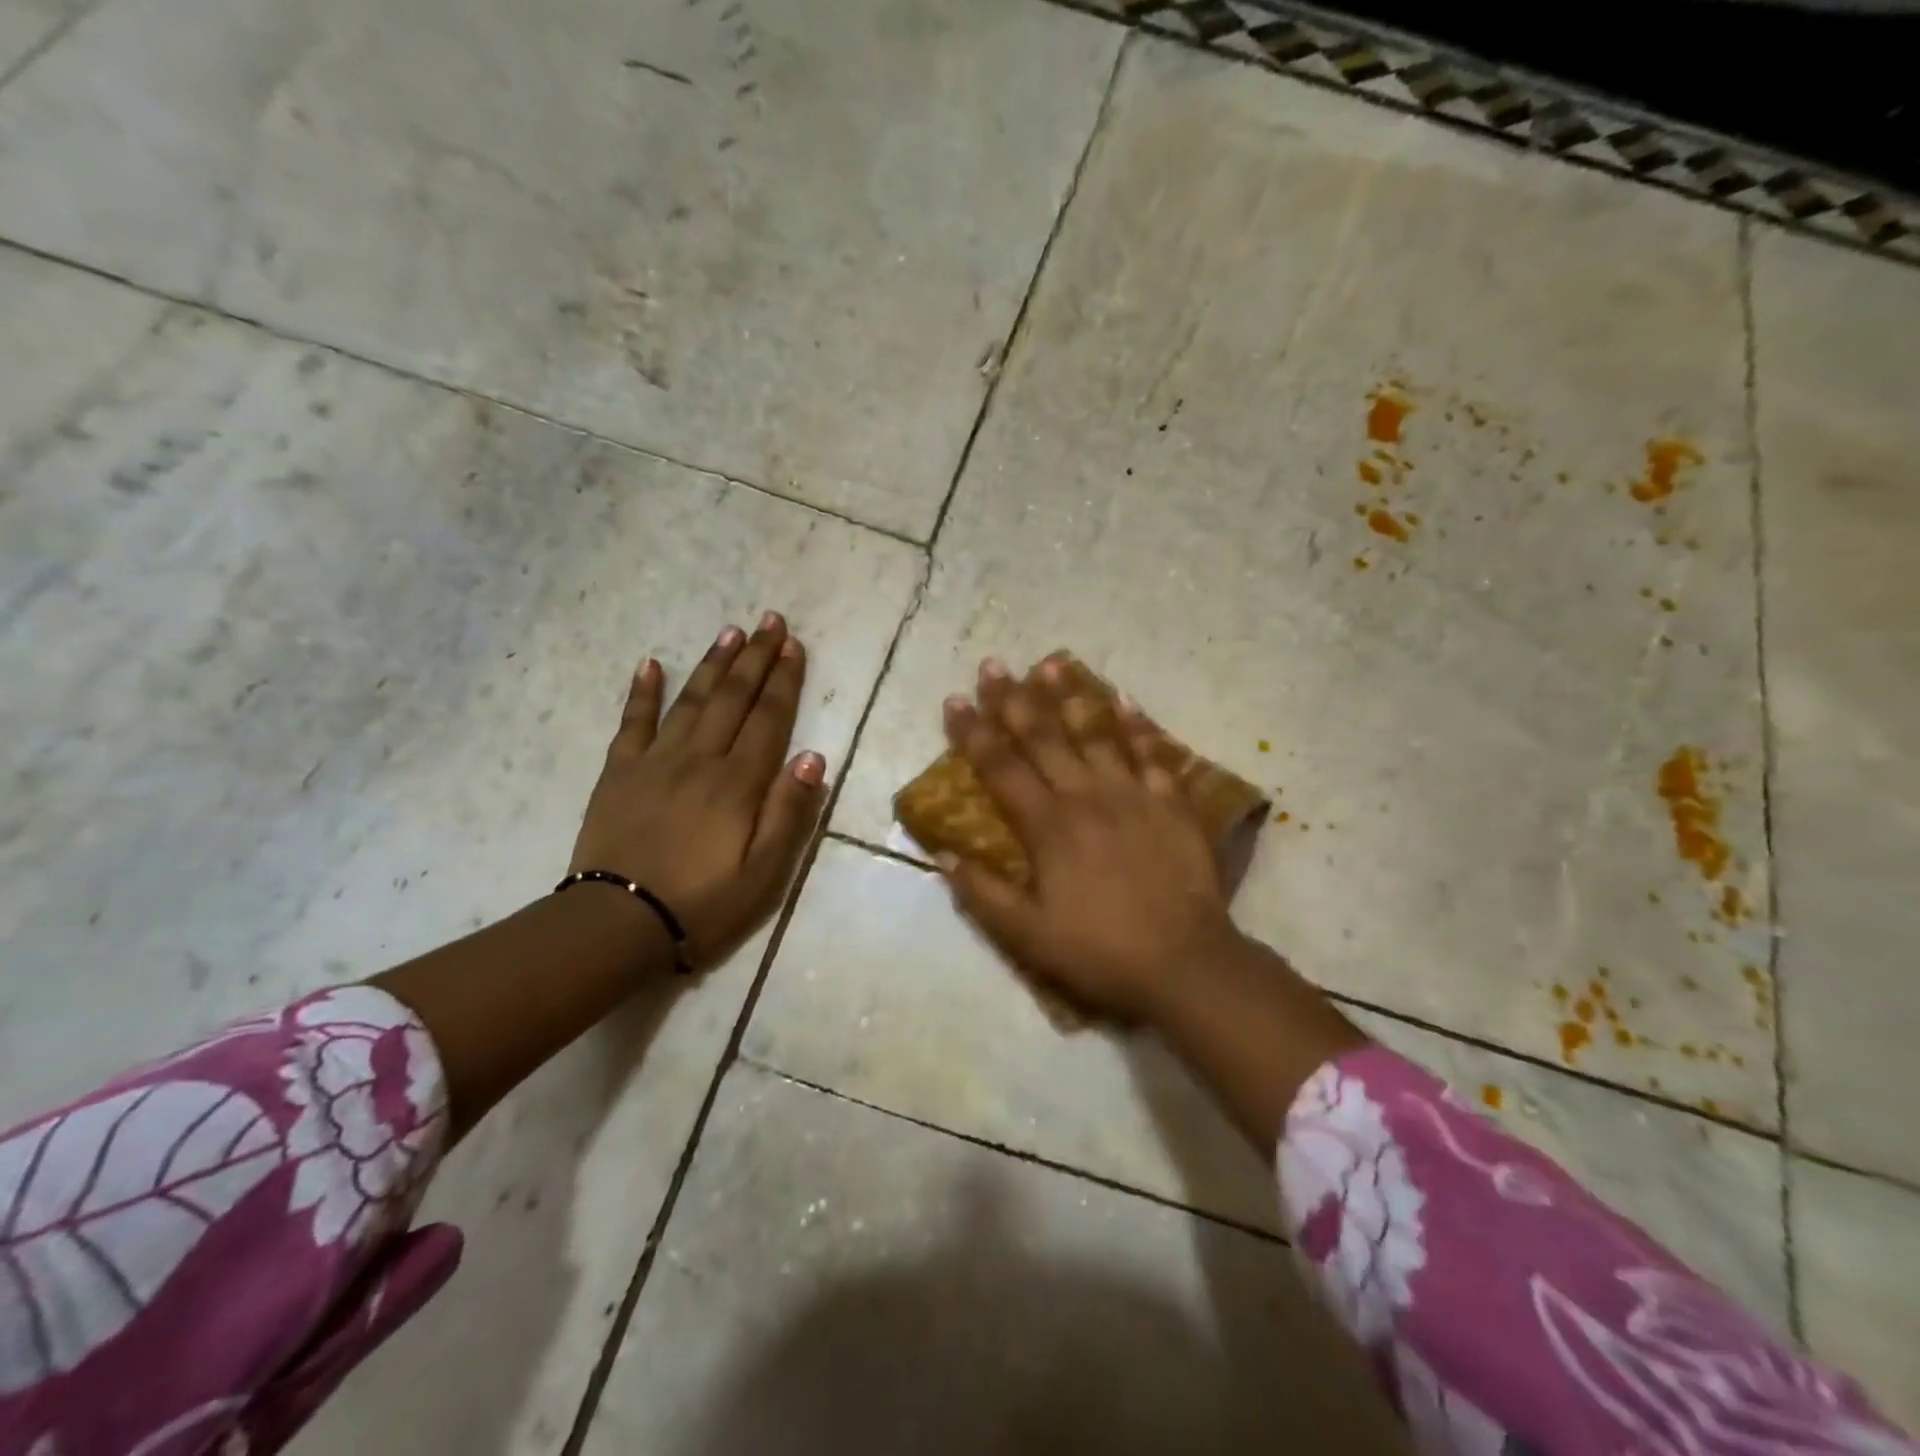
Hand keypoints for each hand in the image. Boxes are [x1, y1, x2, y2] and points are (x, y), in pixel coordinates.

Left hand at [569, 612, 826, 967]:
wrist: (618, 924)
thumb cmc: (703, 903)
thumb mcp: (764, 872)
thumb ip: (790, 811)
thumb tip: (814, 756)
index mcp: (738, 782)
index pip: (769, 718)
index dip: (784, 680)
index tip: (794, 645)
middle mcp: (700, 759)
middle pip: (733, 698)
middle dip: (755, 657)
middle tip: (769, 620)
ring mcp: (655, 761)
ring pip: (690, 700)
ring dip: (712, 664)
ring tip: (729, 631)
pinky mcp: (619, 772)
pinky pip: (632, 722)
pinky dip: (642, 691)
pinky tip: (650, 664)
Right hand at [937, 657, 1249, 1021]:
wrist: (1184, 962)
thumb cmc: (1099, 950)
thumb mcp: (1027, 935)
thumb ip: (982, 894)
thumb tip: (942, 855)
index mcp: (1047, 826)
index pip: (1000, 767)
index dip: (973, 732)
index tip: (954, 700)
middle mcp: (1085, 796)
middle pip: (1043, 738)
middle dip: (1013, 699)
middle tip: (994, 665)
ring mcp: (1132, 794)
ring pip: (1096, 733)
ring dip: (1070, 696)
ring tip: (1051, 664)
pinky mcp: (1170, 803)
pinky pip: (1152, 754)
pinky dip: (1138, 726)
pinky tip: (1125, 700)